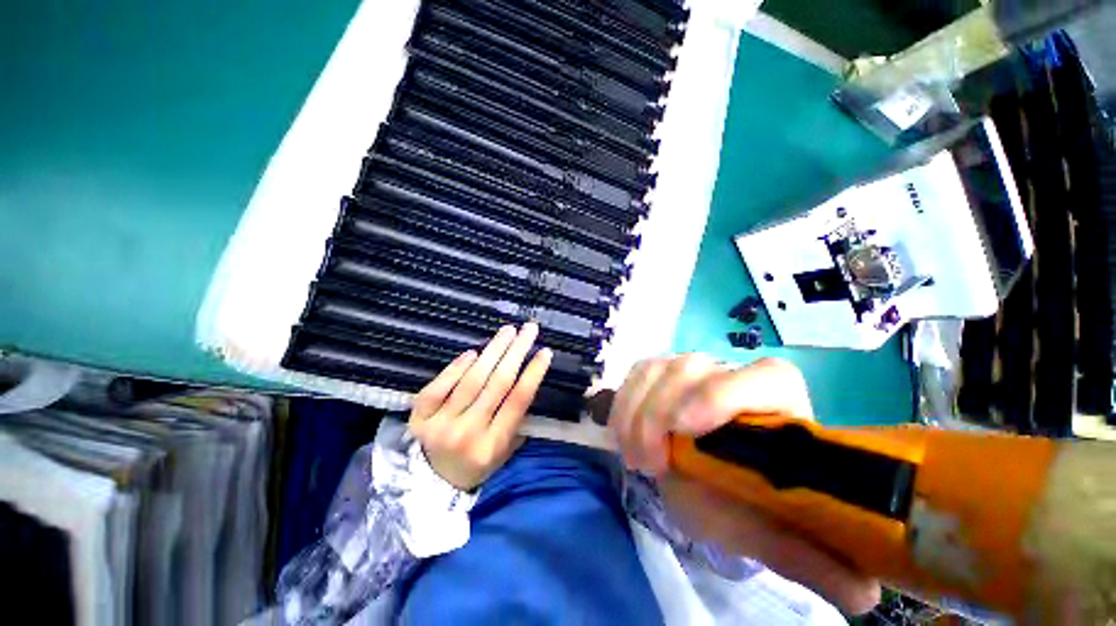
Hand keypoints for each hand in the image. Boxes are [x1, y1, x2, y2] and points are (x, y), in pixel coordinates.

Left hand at [409, 323, 551, 490]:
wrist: (429, 487)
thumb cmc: (476, 465)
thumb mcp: (504, 453)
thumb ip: (516, 422)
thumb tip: (527, 381)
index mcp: (492, 445)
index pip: (518, 401)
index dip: (533, 373)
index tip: (545, 351)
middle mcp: (467, 433)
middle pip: (497, 384)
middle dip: (516, 352)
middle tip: (528, 330)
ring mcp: (439, 424)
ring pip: (471, 380)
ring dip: (492, 351)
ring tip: (507, 331)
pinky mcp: (418, 418)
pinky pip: (438, 386)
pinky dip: (457, 367)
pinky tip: (473, 352)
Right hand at [609, 355, 880, 614]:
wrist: (705, 477)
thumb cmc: (743, 500)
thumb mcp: (769, 531)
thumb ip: (809, 558)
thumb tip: (863, 595)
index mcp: (779, 405)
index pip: (766, 376)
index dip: (724, 393)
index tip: (687, 429)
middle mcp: (733, 374)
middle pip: (692, 369)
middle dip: (659, 414)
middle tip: (649, 465)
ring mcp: (693, 369)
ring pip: (659, 368)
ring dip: (636, 411)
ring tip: (636, 457)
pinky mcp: (661, 371)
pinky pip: (637, 372)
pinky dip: (624, 402)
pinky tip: (623, 434)